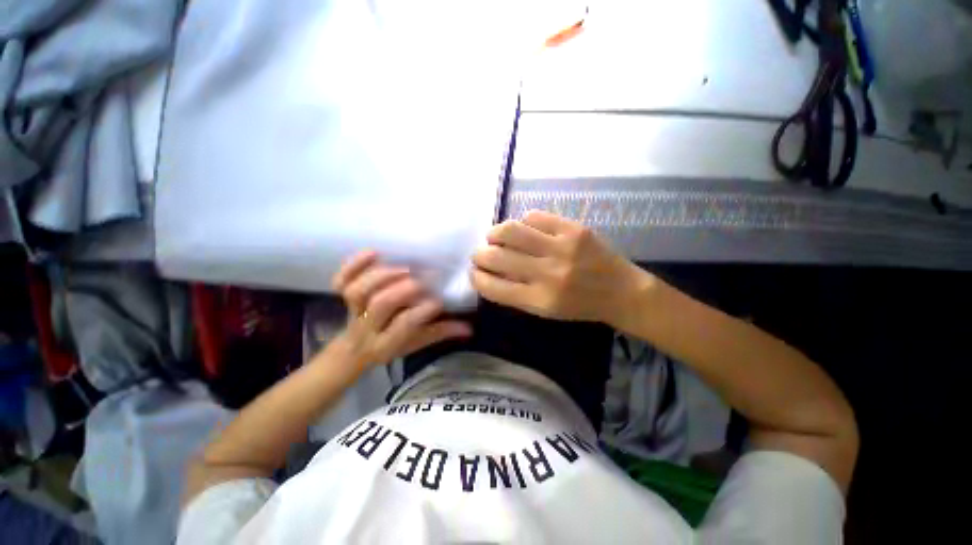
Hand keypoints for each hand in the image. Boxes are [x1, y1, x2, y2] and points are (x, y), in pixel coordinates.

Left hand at [331, 251, 470, 368]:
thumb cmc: (391, 345)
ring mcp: (351, 311)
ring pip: (358, 291)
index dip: (422, 310)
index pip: (404, 325)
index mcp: (387, 343)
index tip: (438, 302)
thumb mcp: (417, 344)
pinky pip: (341, 279)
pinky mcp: (343, 296)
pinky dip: (354, 264)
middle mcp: (367, 327)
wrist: (353, 350)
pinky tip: (374, 252)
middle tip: (421, 282)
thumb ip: (441, 333)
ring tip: (404, 268)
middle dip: (403, 289)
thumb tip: (469, 328)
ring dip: (383, 275)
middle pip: (380, 305)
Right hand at [471, 210, 652, 325]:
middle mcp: (547, 273)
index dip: (476, 277)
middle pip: (496, 256)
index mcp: (539, 300)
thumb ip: (515, 294)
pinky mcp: (573, 229)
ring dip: (494, 233)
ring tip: (495, 237)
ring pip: (510, 230)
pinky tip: (525, 230)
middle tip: (481, 254)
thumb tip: (488, 272)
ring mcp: (561, 247)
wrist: (621, 292)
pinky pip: (534, 217)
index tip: (474, 272)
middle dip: (479, 254)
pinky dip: (523, 222)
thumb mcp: (545, 311)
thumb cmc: (580, 307)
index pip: (492, 286)